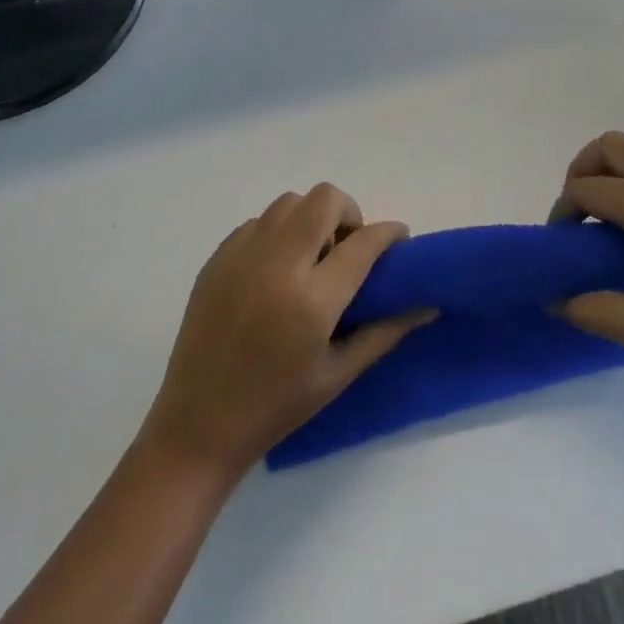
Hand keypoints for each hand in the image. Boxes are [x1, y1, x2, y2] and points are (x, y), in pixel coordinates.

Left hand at [138, 184, 431, 480]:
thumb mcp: (338, 375)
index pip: (363, 243)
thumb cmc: (276, 406)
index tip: (398, 239)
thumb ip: (384, 332)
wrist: (197, 425)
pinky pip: (259, 222)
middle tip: (347, 248)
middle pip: (324, 199)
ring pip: (290, 202)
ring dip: (311, 219)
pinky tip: (276, 270)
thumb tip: (426, 305)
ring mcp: (243, 255)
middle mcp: (278, 264)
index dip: (389, 233)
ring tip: (311, 257)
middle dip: (347, 214)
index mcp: (312, 300)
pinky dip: (278, 233)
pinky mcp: (218, 256)